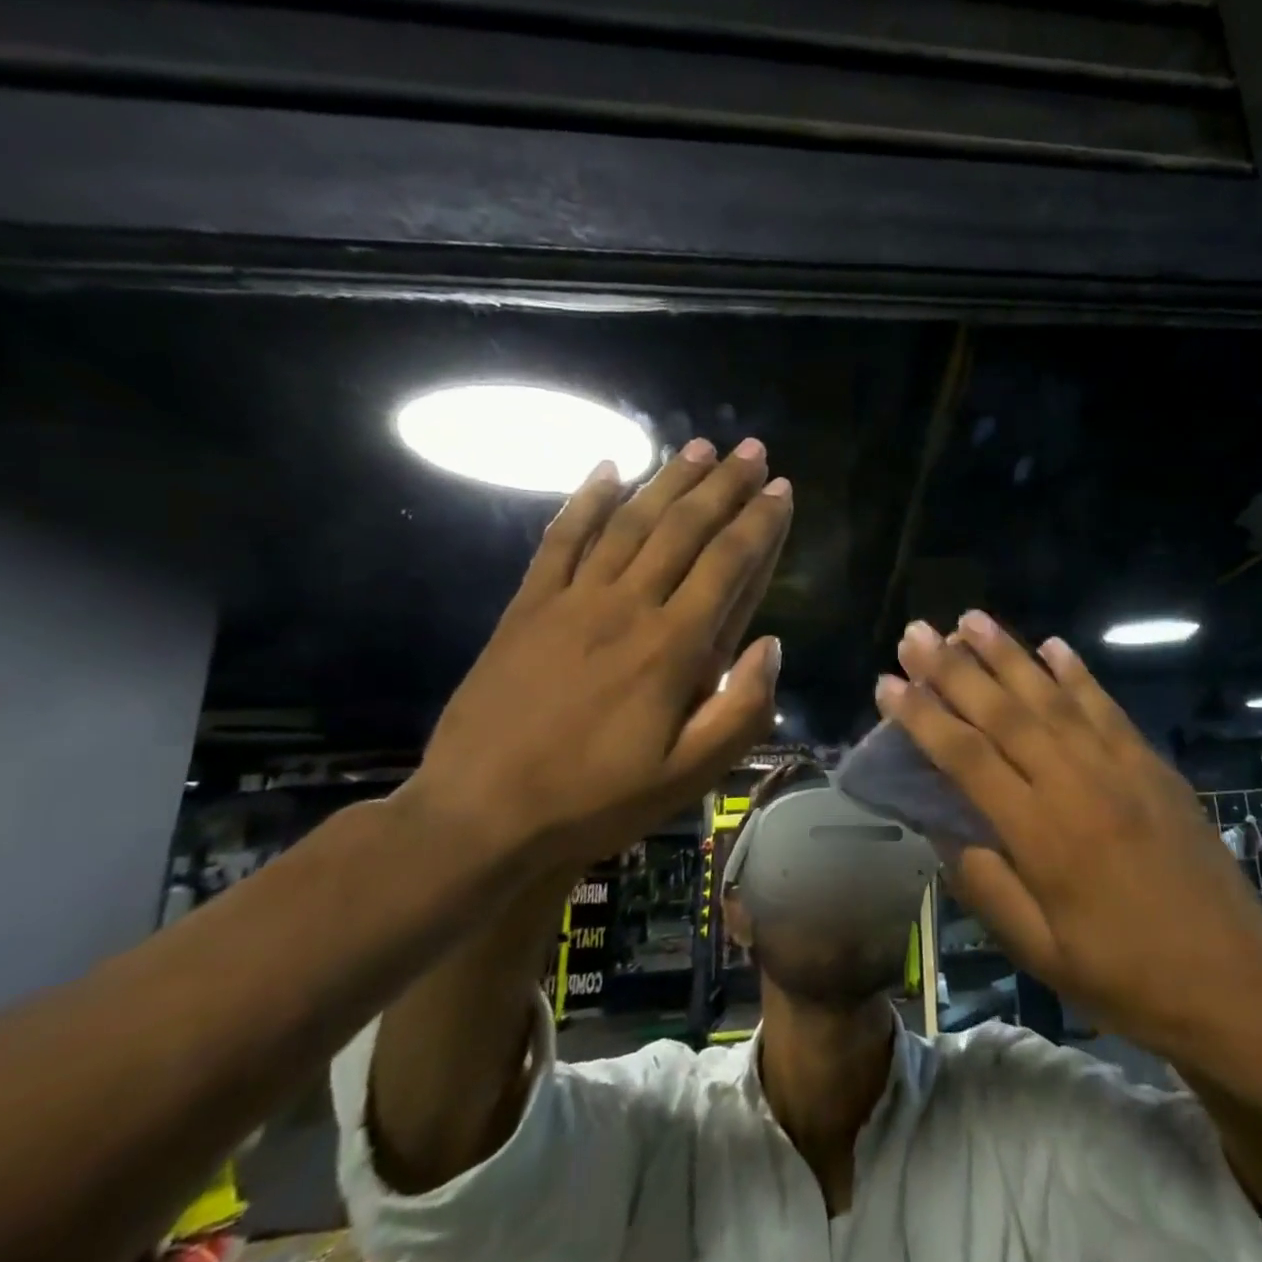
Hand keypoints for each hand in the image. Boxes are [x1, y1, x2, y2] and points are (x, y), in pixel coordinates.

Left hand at [401, 437, 791, 866]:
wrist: (479, 815)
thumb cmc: (596, 799)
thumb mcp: (689, 776)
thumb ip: (742, 710)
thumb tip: (772, 644)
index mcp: (673, 647)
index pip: (728, 564)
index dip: (760, 523)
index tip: (782, 489)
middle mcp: (628, 606)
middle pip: (684, 529)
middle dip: (724, 485)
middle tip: (752, 450)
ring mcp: (573, 600)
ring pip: (630, 522)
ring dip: (668, 480)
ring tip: (698, 446)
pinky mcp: (528, 606)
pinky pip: (560, 539)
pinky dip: (584, 501)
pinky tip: (606, 469)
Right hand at [877, 612, 1261, 1054]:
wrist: (1232, 981)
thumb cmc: (1124, 975)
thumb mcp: (1039, 951)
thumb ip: (984, 883)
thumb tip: (940, 826)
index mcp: (1040, 834)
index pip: (966, 758)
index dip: (922, 717)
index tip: (888, 683)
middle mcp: (1076, 784)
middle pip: (1004, 712)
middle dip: (954, 669)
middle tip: (917, 631)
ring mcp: (1120, 767)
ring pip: (1052, 697)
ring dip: (1009, 654)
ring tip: (971, 619)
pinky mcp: (1152, 764)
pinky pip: (1106, 707)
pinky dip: (1077, 672)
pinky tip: (1053, 644)